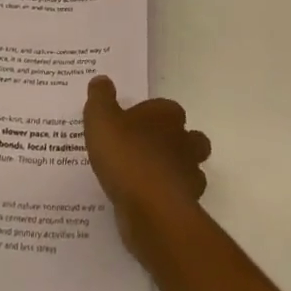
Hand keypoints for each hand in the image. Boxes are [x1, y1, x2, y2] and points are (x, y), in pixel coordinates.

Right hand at [82, 76, 210, 255]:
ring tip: (148, 177)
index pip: (168, 108)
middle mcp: (184, 142)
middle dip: (176, 142)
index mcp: (166, 116)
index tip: (134, 122)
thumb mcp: (101, 119)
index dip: (153, 114)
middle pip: (190, 138)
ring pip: (190, 169)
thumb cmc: (126, 155)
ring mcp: (189, 176)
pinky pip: (179, 198)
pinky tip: (147, 202)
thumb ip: (100, 98)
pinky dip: (168, 198)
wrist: (151, 210)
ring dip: (175, 171)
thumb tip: (102, 80)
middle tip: (148, 148)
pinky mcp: (187, 207)